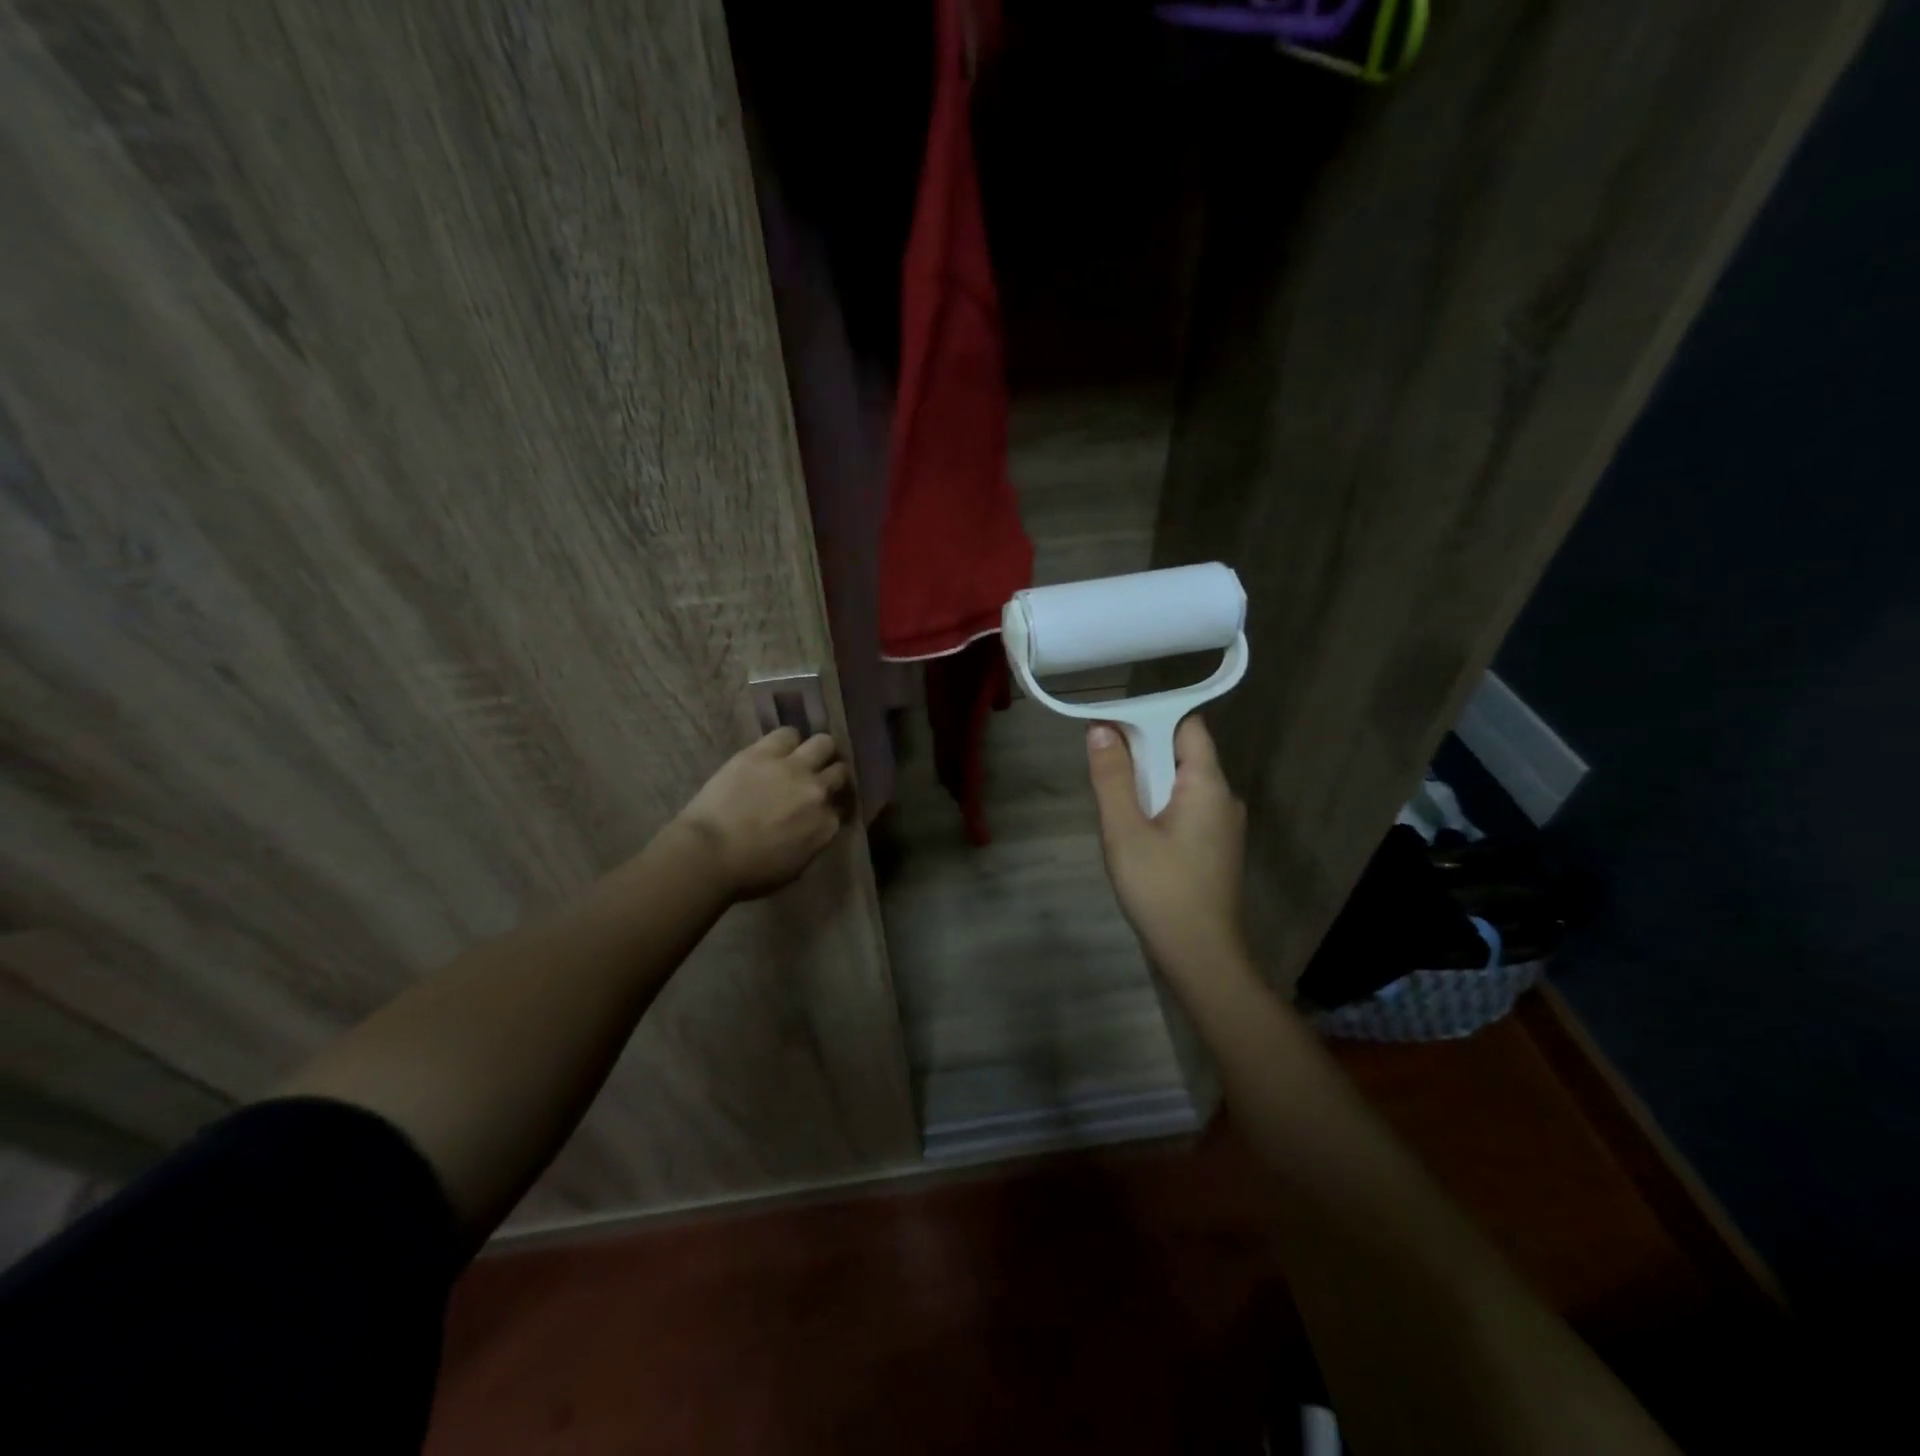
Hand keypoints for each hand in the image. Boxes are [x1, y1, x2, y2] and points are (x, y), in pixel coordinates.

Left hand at [672, 728, 851, 899]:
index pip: (841, 807)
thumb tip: (813, 826)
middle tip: (817, 778)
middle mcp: (818, 792)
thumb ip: (813, 841)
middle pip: (840, 771)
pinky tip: (779, 749)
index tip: (822, 807)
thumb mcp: (795, 867)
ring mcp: (794, 768)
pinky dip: (788, 740)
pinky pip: (788, 733)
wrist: (709, 853)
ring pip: (823, 743)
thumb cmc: (749, 873)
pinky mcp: (766, 752)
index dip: (832, 805)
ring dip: (817, 751)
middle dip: (832, 774)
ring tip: (803, 757)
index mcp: (826, 825)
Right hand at [1087, 715, 1247, 980]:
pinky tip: (1136, 834)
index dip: (1149, 719)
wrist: (1201, 957)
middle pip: (1183, 754)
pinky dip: (1160, 808)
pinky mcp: (1217, 848)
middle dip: (1142, 754)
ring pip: (1182, 785)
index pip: (1187, 726)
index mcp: (1208, 785)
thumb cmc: (1161, 890)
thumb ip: (1112, 778)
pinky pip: (1187, 810)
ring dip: (1148, 784)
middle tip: (1103, 771)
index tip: (1111, 729)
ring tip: (1114, 807)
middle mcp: (1224, 798)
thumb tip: (1101, 729)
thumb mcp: (1125, 831)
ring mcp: (1224, 825)